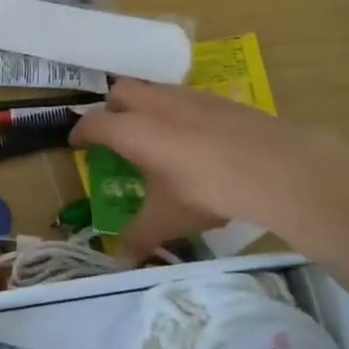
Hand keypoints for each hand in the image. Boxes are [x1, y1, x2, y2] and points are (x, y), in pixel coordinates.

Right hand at [71, 80, 348, 261]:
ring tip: (154, 133)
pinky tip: (194, 137)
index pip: (94, 123)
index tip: (76, 144)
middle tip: (115, 134)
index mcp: (133, 131)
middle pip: (121, 91)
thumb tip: (118, 260)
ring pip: (154, 89)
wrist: (273, 166)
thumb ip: (139, 236)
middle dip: (111, 108)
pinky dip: (177, 111)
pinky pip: (185, 97)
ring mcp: (188, 97)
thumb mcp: (167, 219)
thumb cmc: (206, 190)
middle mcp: (155, 105)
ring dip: (145, 105)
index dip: (80, 132)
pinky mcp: (218, 99)